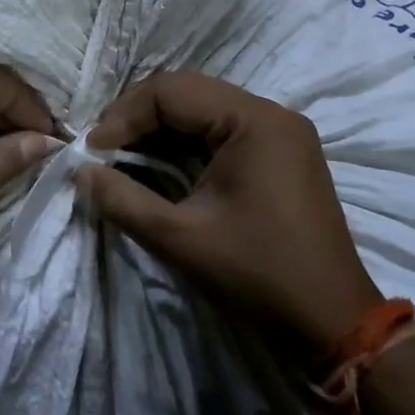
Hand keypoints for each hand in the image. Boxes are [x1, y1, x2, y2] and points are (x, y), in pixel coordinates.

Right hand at [79, 72, 381, 354]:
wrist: (333, 323)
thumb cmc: (257, 275)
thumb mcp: (179, 238)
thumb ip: (122, 199)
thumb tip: (81, 172)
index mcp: (254, 121)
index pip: (171, 91)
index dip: (124, 116)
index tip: (92, 151)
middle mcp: (271, 114)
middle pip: (187, 91)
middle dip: (137, 116)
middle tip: (103, 149)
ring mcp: (280, 132)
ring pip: (202, 108)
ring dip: (158, 127)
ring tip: (122, 154)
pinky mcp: (280, 153)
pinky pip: (220, 129)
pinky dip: (183, 141)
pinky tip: (159, 163)